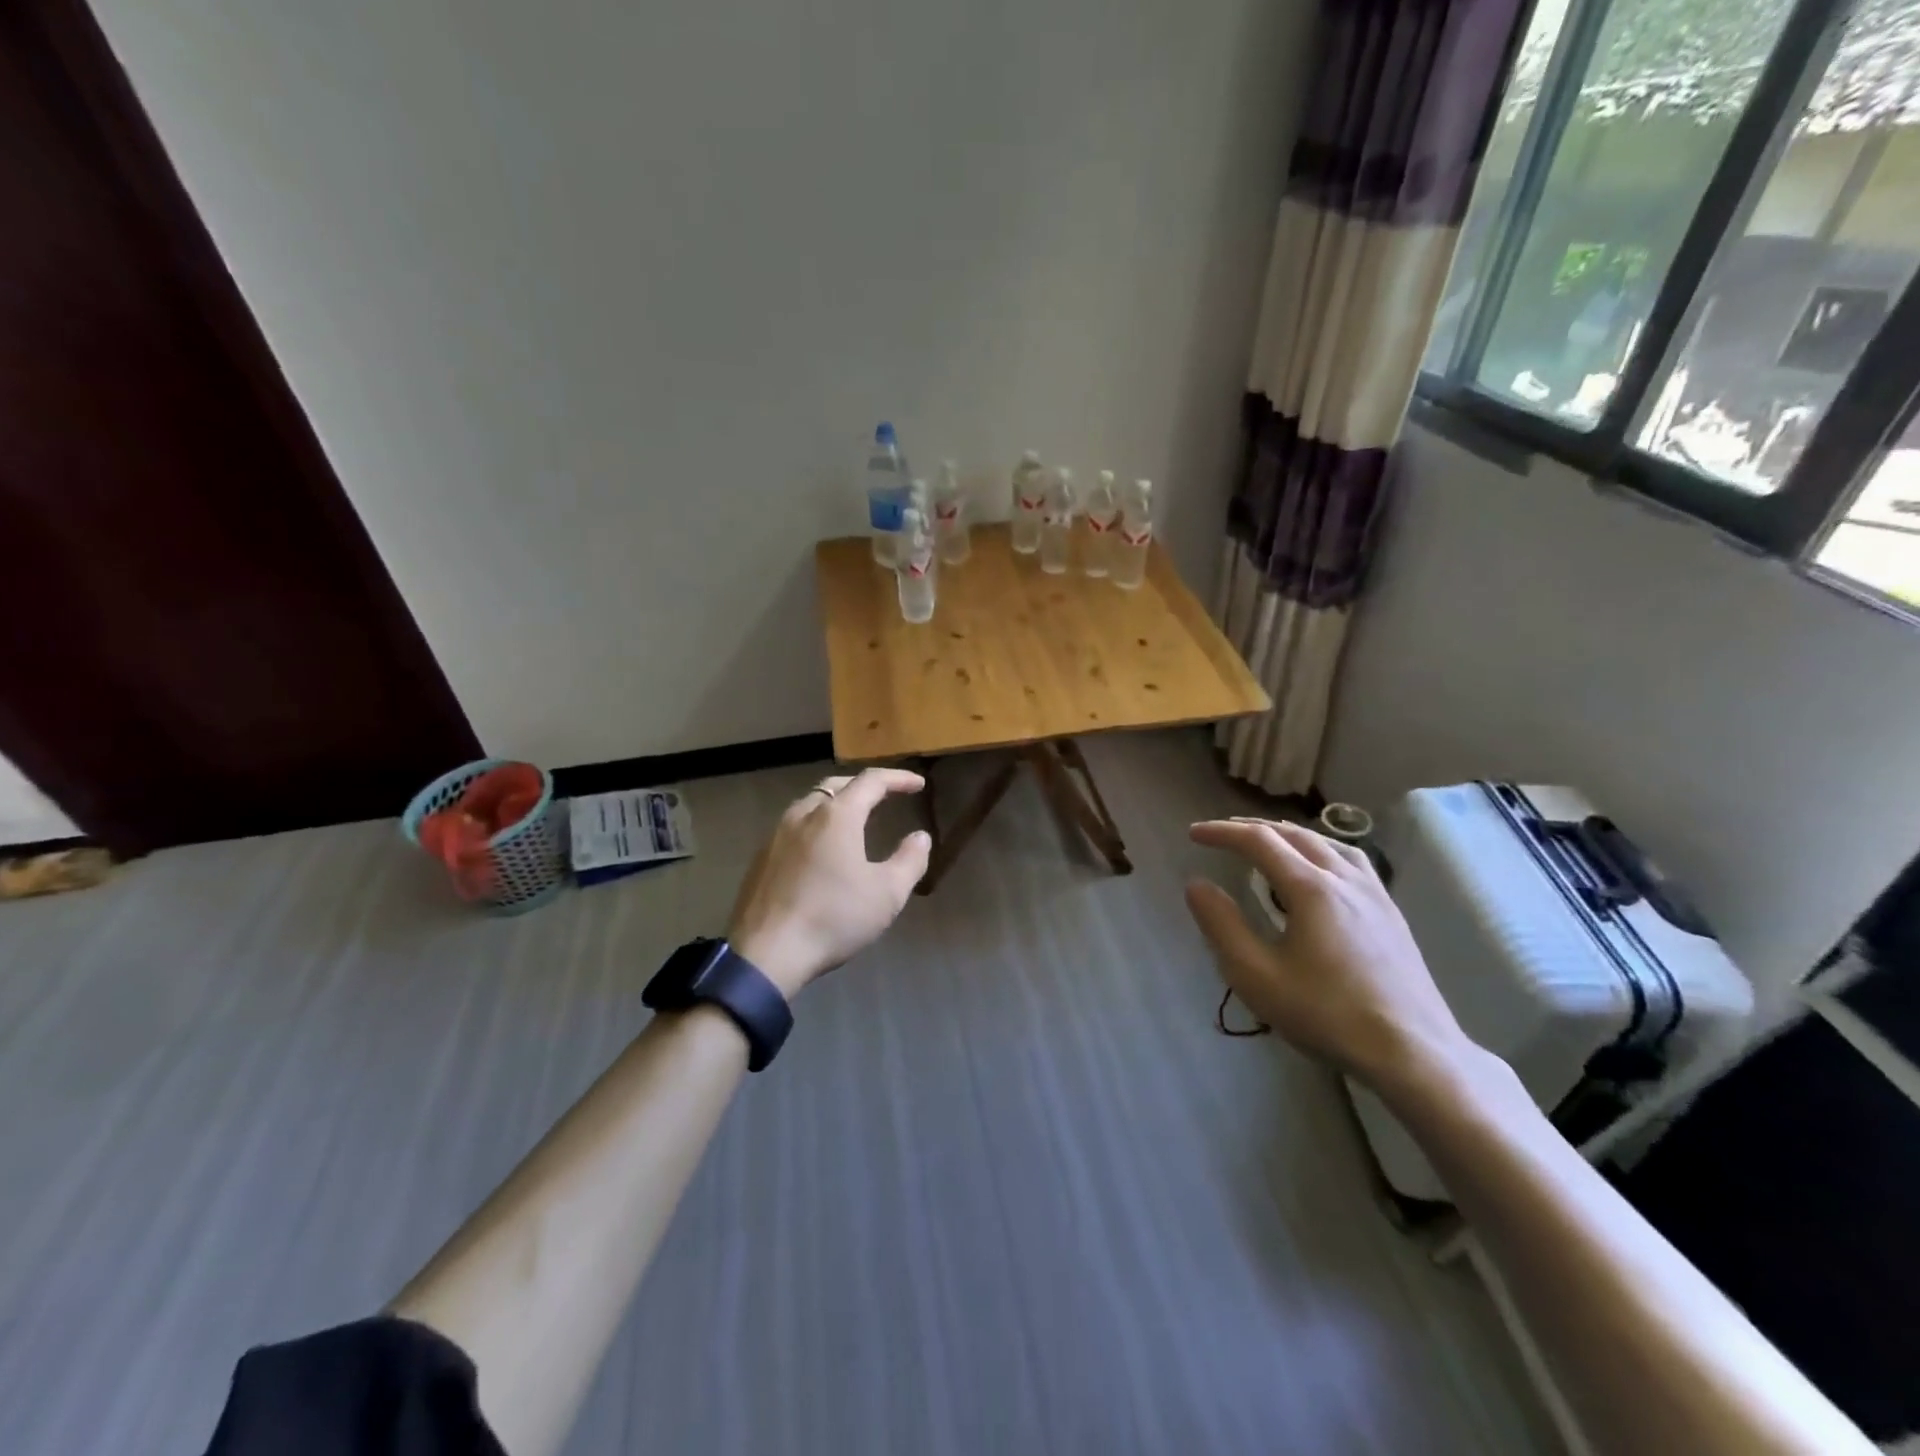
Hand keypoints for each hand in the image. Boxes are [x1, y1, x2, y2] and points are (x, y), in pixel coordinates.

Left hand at [726, 768, 931, 999]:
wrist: (766, 953)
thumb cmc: (834, 918)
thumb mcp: (887, 894)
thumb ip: (910, 860)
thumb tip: (920, 837)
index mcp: (837, 816)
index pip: (871, 782)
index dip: (898, 778)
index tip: (918, 784)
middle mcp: (803, 815)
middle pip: (836, 786)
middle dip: (864, 786)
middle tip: (885, 796)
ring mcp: (776, 835)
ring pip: (810, 804)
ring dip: (836, 804)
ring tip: (854, 820)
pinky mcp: (760, 859)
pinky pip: (793, 828)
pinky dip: (815, 826)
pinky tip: (821, 851)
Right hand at [1185, 817, 1477, 1097]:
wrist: (1414, 1053)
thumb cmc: (1327, 1015)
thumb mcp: (1257, 976)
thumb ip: (1222, 926)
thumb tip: (1196, 885)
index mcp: (1311, 888)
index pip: (1259, 841)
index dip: (1223, 833)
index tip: (1194, 834)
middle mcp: (1344, 879)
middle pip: (1294, 834)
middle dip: (1253, 828)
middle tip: (1223, 834)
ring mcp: (1374, 894)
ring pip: (1327, 844)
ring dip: (1290, 835)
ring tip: (1269, 842)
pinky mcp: (1391, 914)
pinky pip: (1352, 862)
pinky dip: (1322, 850)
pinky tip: (1321, 870)